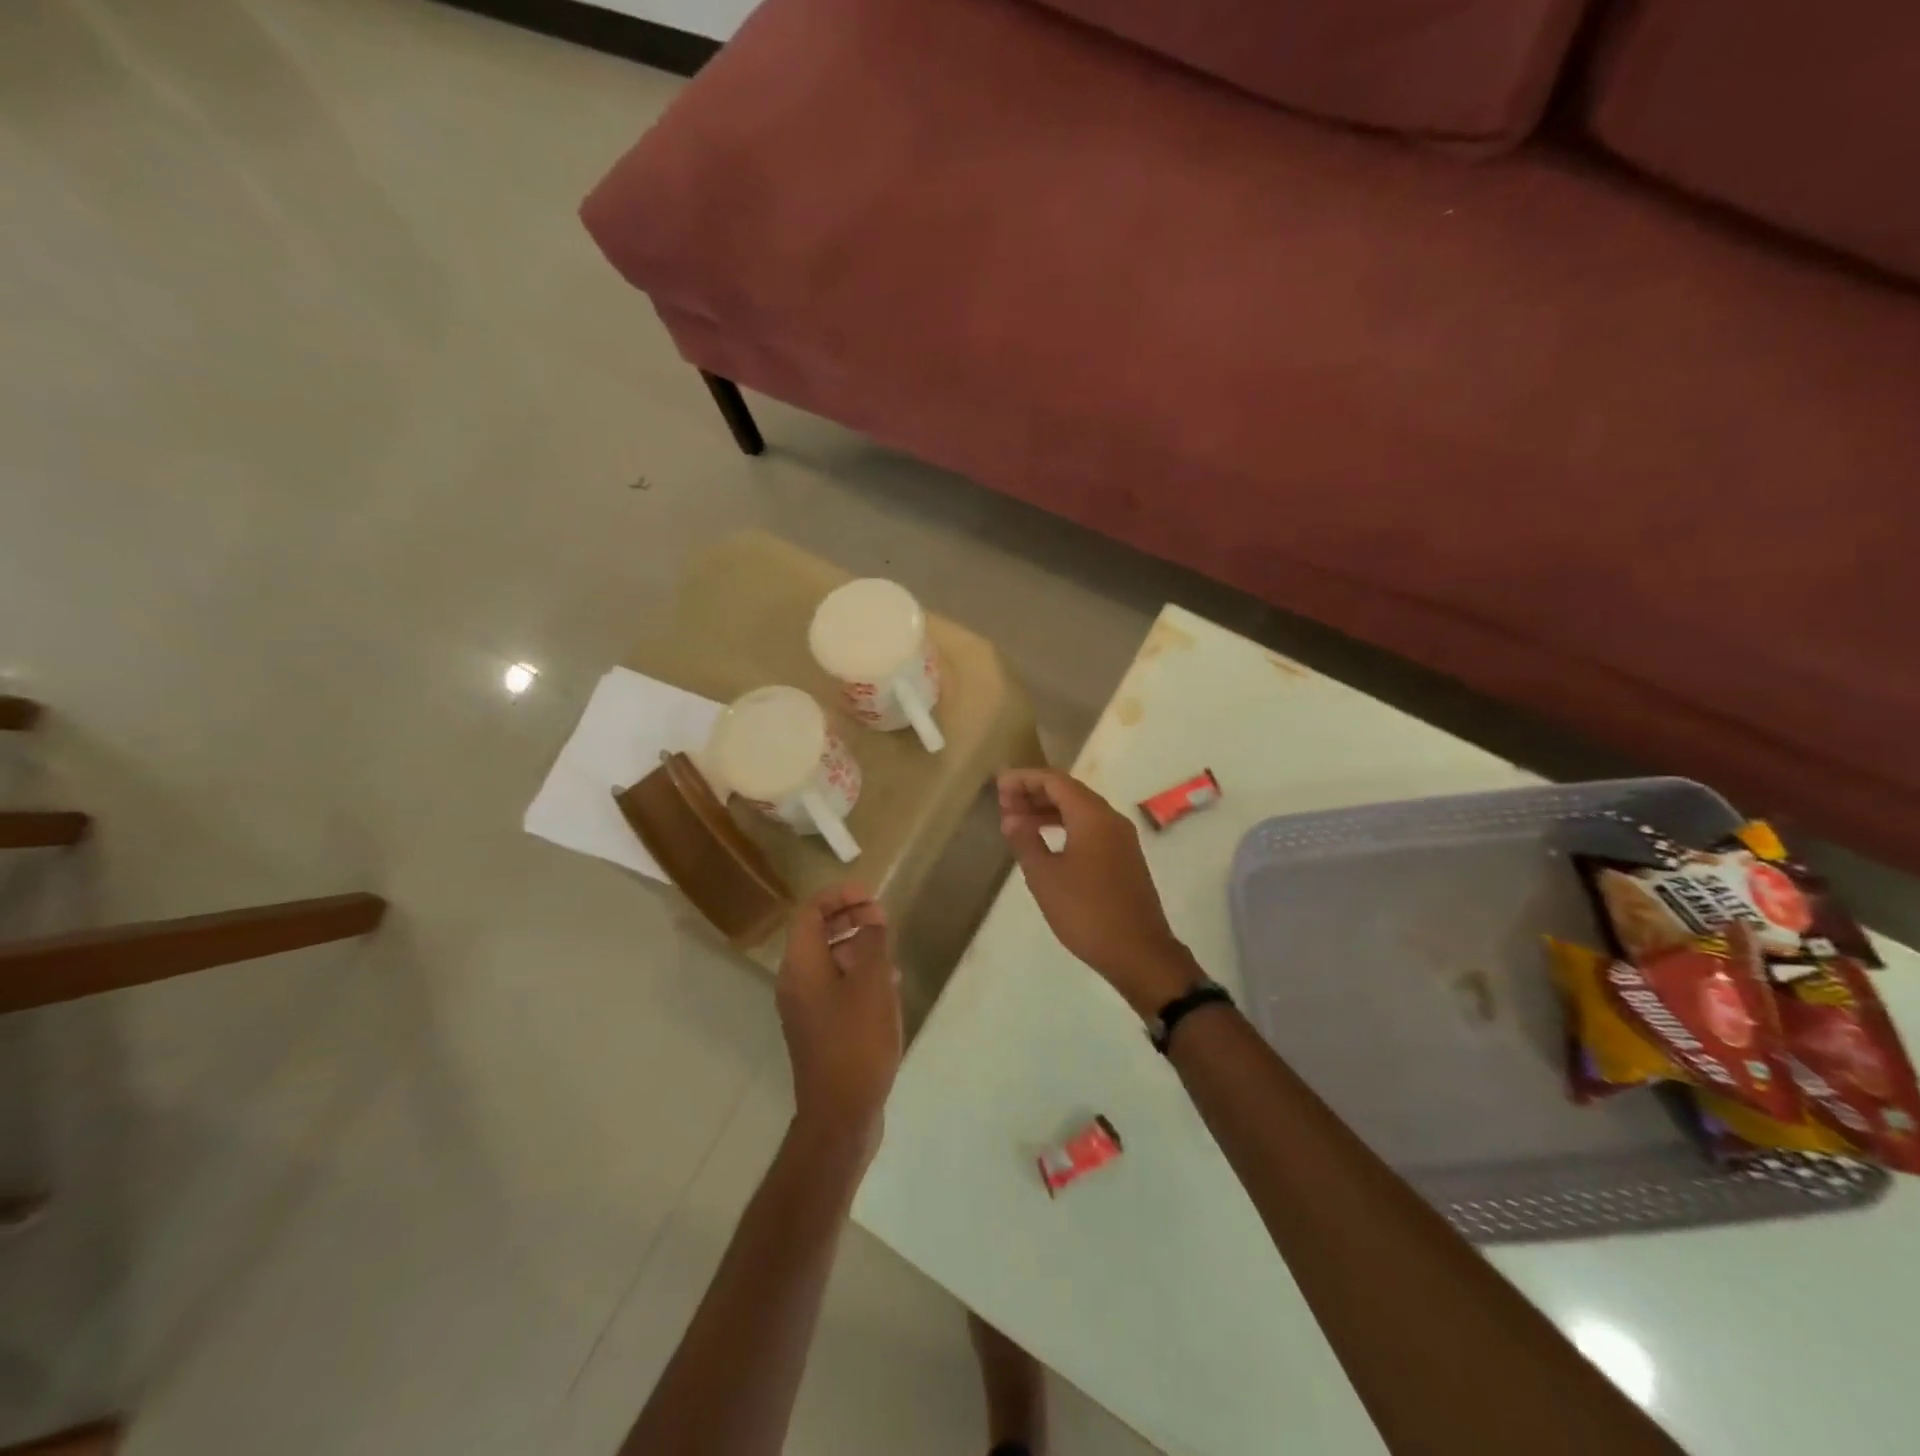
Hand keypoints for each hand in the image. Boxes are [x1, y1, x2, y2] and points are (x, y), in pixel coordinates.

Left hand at [777, 884, 902, 1157]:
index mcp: (801, 964)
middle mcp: (795, 981)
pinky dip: (857, 975)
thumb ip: (873, 942)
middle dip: (850, 919)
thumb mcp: (872, 984)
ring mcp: (805, 1008)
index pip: (811, 912)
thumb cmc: (857, 1040)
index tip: (871, 897)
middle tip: (883, 919)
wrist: (840, 1113)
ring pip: (828, 961)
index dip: (839, 896)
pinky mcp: (819, 1029)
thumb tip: (873, 916)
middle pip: (817, 934)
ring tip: (891, 951)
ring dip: (857, 947)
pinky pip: (835, 987)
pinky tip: (888, 986)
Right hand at [997, 768, 1202, 1017]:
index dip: (1024, 779)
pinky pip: (1090, 829)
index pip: (1055, 781)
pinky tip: (1045, 843)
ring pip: (1080, 811)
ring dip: (1048, 812)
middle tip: (1003, 804)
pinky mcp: (1124, 859)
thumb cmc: (1086, 912)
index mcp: (1092, 816)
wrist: (1138, 952)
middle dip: (1035, 793)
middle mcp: (1111, 819)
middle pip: (1069, 792)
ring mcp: (1122, 839)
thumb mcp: (1045, 877)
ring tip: (1017, 823)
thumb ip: (1025, 841)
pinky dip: (1064, 827)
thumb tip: (1012, 818)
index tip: (999, 786)